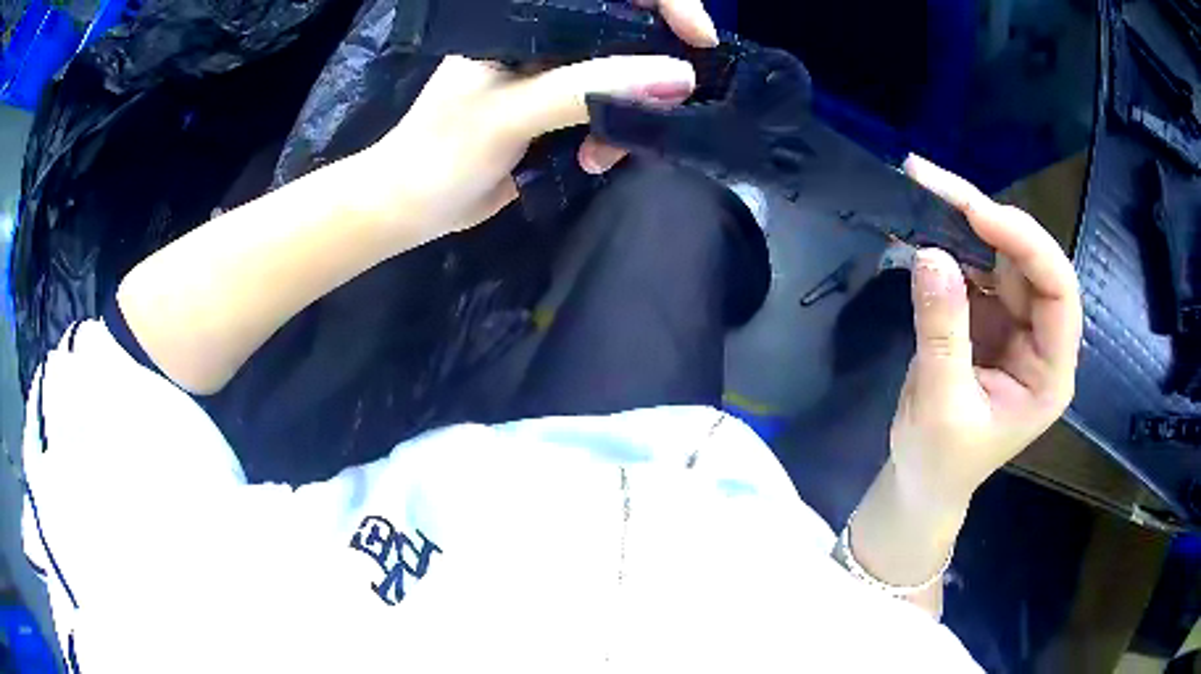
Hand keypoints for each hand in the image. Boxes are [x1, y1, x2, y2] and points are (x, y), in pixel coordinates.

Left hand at [352, 0, 717, 248]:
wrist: (412, 207)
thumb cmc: (442, 152)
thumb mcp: (513, 113)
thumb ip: (588, 88)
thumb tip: (679, 76)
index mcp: (526, 20)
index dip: (664, 3)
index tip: (699, 39)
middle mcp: (546, 40)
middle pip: (627, 34)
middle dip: (652, 72)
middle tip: (662, 108)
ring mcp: (554, 77)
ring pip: (625, 78)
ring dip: (629, 116)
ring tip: (603, 154)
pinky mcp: (559, 113)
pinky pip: (611, 112)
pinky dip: (615, 137)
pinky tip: (591, 162)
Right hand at [888, 156, 1082, 510]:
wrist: (923, 481)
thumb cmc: (940, 461)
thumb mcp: (940, 405)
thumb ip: (941, 332)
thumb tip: (929, 254)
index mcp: (1051, 372)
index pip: (1059, 291)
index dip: (1026, 245)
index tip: (977, 214)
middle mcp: (1041, 338)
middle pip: (1030, 260)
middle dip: (988, 218)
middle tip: (935, 182)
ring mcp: (1015, 323)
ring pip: (1001, 254)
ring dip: (964, 220)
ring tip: (923, 187)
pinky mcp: (987, 317)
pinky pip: (975, 267)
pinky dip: (949, 243)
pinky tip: (923, 221)